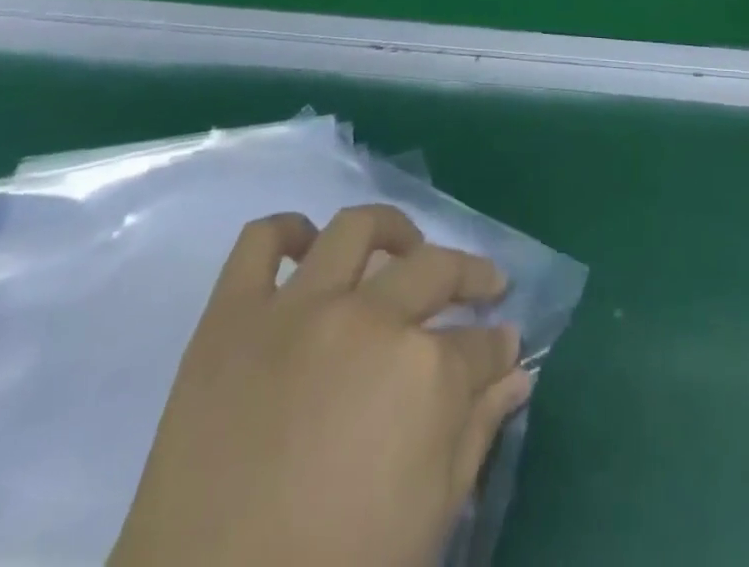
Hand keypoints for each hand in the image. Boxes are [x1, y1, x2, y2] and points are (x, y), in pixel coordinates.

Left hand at [109, 205, 529, 566]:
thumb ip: (477, 434)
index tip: (505, 343)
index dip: (500, 343)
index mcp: (424, 375)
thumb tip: (516, 375)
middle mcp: (369, 320)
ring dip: (392, 231)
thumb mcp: (429, 519)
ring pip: (356, 229)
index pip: (482, 343)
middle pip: (435, 269)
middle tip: (483, 286)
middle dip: (473, 275)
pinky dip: (285, 232)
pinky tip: (305, 246)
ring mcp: (298, 308)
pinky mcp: (232, 315)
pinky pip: (259, 242)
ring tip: (403, 247)